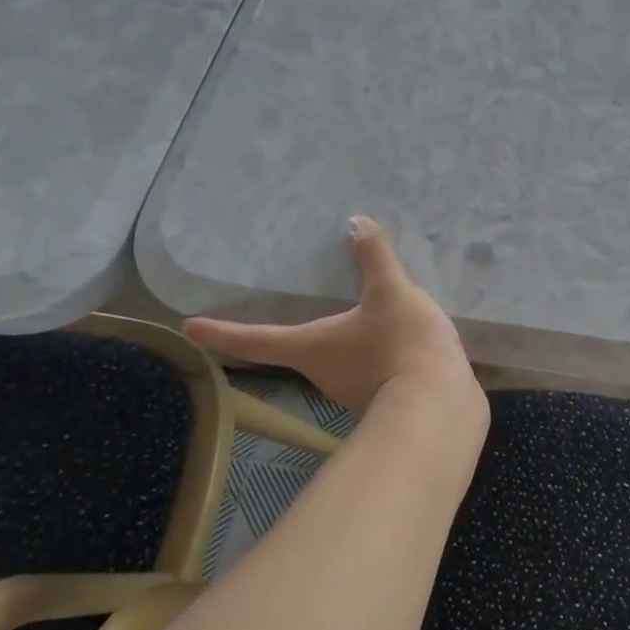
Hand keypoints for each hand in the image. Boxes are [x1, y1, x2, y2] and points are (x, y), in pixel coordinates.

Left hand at [185, 216, 481, 417]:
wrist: (440, 407)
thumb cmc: (400, 345)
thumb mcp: (391, 292)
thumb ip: (375, 258)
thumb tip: (356, 222)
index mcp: (311, 348)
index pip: (256, 340)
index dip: (222, 332)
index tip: (190, 328)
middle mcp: (322, 375)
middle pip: (298, 353)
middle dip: (296, 335)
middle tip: (292, 312)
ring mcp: (353, 393)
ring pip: (339, 362)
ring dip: (344, 344)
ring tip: (362, 318)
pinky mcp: (385, 400)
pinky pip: (373, 371)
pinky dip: (377, 355)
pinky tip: (398, 340)